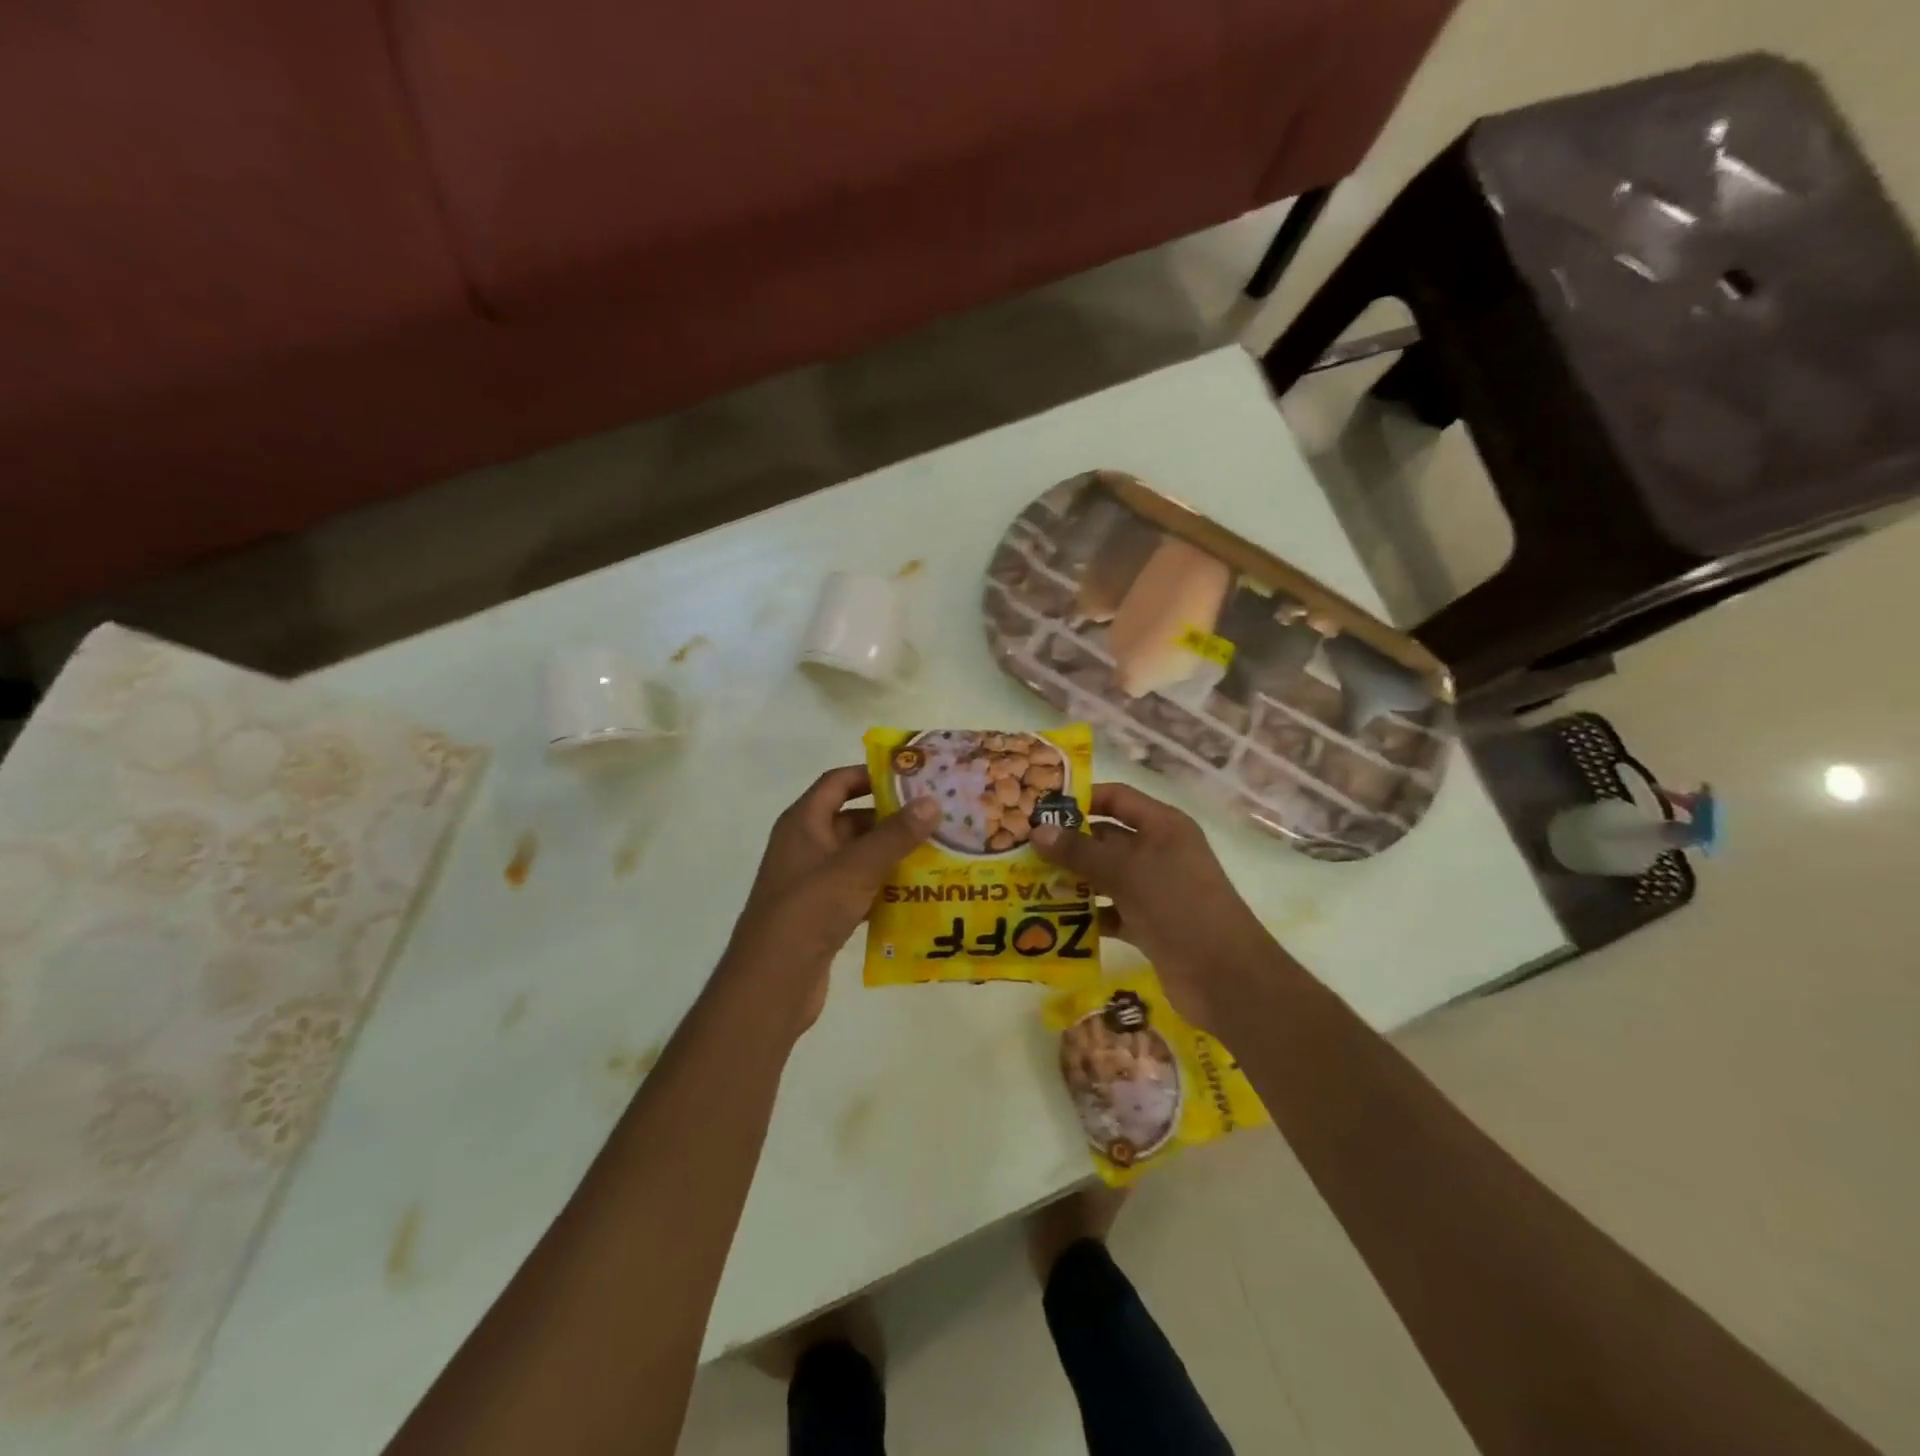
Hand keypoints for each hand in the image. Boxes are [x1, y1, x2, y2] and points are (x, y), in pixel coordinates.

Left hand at [724, 766, 940, 1033]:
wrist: (772, 983)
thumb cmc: (809, 911)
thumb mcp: (856, 867)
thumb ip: (895, 835)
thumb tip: (932, 801)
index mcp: (802, 823)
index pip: (837, 782)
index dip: (871, 775)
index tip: (912, 776)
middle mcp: (805, 846)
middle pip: (853, 820)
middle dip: (892, 819)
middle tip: (936, 817)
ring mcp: (813, 882)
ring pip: (859, 858)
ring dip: (892, 855)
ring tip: (937, 853)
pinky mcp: (823, 914)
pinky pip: (860, 890)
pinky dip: (884, 888)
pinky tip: (918, 894)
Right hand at [1031, 783, 1279, 1031]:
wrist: (1226, 978)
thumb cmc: (1179, 906)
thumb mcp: (1126, 871)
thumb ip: (1080, 851)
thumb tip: (1037, 831)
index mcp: (1162, 826)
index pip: (1115, 798)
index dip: (1080, 800)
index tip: (1039, 809)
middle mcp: (1159, 852)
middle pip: (1106, 838)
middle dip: (1068, 845)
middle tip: (1022, 850)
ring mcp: (1155, 890)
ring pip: (1105, 877)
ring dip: (1073, 882)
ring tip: (1029, 884)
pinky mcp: (1149, 924)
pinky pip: (1110, 911)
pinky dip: (1087, 916)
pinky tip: (1054, 922)